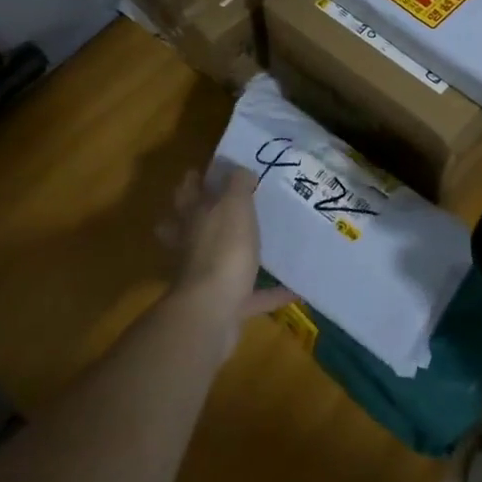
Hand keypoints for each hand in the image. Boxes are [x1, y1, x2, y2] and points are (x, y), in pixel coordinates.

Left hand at [158, 169, 296, 325]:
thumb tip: (241, 170)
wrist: (212, 311)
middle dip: (204, 216)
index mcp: (194, 216)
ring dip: (237, 255)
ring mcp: (206, 277)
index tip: (213, 170)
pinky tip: (294, 289)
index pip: (188, 190)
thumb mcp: (235, 204)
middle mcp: (194, 244)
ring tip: (262, 246)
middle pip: (192, 225)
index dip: (196, 179)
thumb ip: (238, 184)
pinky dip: (270, 292)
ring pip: (218, 260)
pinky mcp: (224, 306)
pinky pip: (251, 296)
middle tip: (231, 205)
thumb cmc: (223, 248)